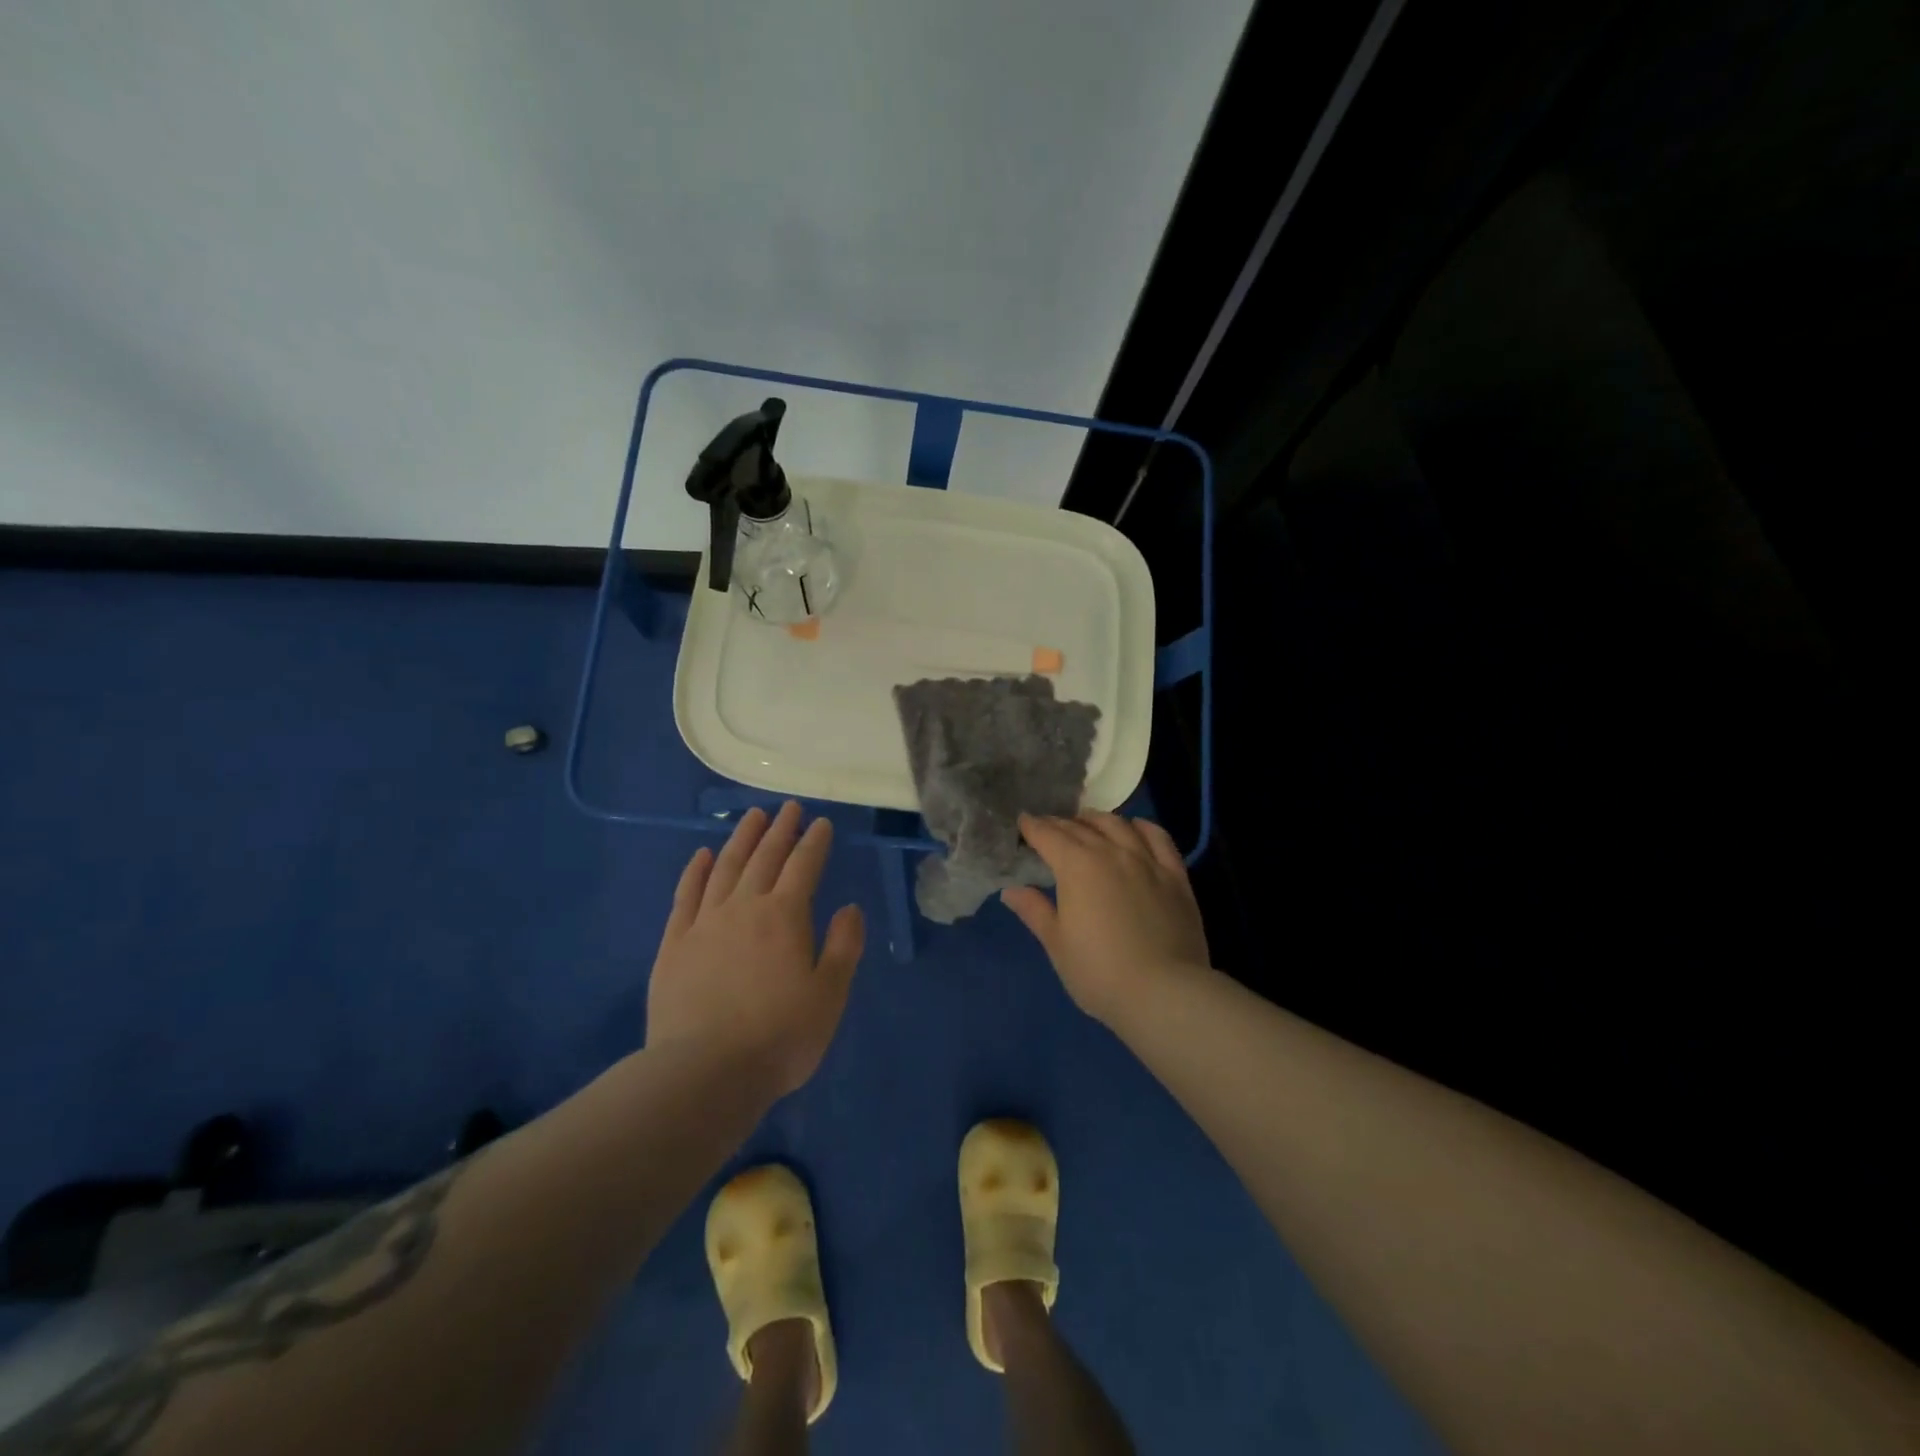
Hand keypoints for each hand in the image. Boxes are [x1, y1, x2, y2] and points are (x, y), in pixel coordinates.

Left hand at [646, 802, 863, 1096]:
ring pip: (726, 867)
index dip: (815, 842)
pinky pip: (686, 895)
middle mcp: (744, 908)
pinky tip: (702, 855)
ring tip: (753, 816)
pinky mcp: (674, 944)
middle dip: (780, 830)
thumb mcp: (829, 995)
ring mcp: (704, 923)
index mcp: (785, 917)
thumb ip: (843, 946)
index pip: (804, 866)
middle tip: (789, 808)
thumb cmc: (779, 1037)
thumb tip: (849, 907)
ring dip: (741, 839)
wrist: (704, 1073)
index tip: (822, 823)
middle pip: (765, 858)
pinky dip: (696, 871)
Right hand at [1003, 812, 1210, 1023]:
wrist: (1164, 992)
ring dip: (1097, 820)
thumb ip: (1034, 911)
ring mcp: (1147, 861)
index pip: (1048, 835)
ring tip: (1087, 822)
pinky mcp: (1175, 875)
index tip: (1022, 822)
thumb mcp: (1057, 944)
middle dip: (1059, 824)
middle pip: (1080, 828)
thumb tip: (1011, 890)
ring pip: (1118, 825)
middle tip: (1048, 827)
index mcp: (1076, 866)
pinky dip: (1142, 827)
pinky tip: (1135, 828)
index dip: (1032, 827)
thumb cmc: (1099, 972)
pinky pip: (1158, 838)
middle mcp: (1111, 852)